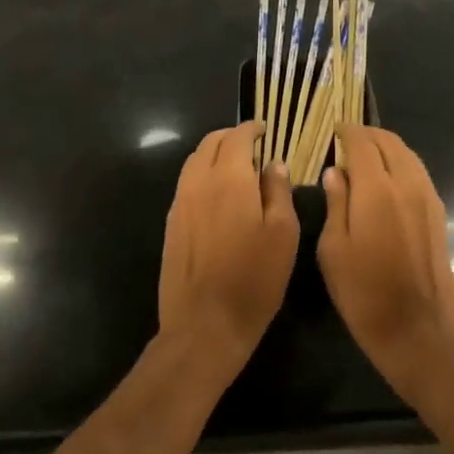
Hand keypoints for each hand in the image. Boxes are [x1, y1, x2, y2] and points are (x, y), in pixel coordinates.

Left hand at [158, 123, 297, 376]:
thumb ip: (278, 192)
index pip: (236, 137)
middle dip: (230, 137)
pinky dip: (202, 175)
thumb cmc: (254, 279)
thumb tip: (273, 164)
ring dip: (213, 154)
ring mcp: (179, 203)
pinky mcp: (171, 224)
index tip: (264, 130)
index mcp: (229, 179)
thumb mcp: (283, 234)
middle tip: (251, 144)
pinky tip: (217, 193)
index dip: (251, 129)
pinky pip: (186, 184)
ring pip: (193, 162)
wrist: (204, 324)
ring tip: (235, 165)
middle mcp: (198, 183)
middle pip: (209, 143)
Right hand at [318, 126, 453, 400]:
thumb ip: (335, 203)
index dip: (346, 132)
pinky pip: (418, 173)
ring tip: (366, 156)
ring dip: (387, 147)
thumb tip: (335, 172)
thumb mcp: (333, 250)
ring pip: (408, 155)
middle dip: (367, 135)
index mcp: (376, 189)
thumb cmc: (363, 293)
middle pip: (389, 142)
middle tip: (347, 141)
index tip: (333, 130)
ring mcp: (427, 198)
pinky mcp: (438, 214)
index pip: (362, 143)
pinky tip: (387, 180)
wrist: (417, 329)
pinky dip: (401, 164)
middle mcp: (406, 184)